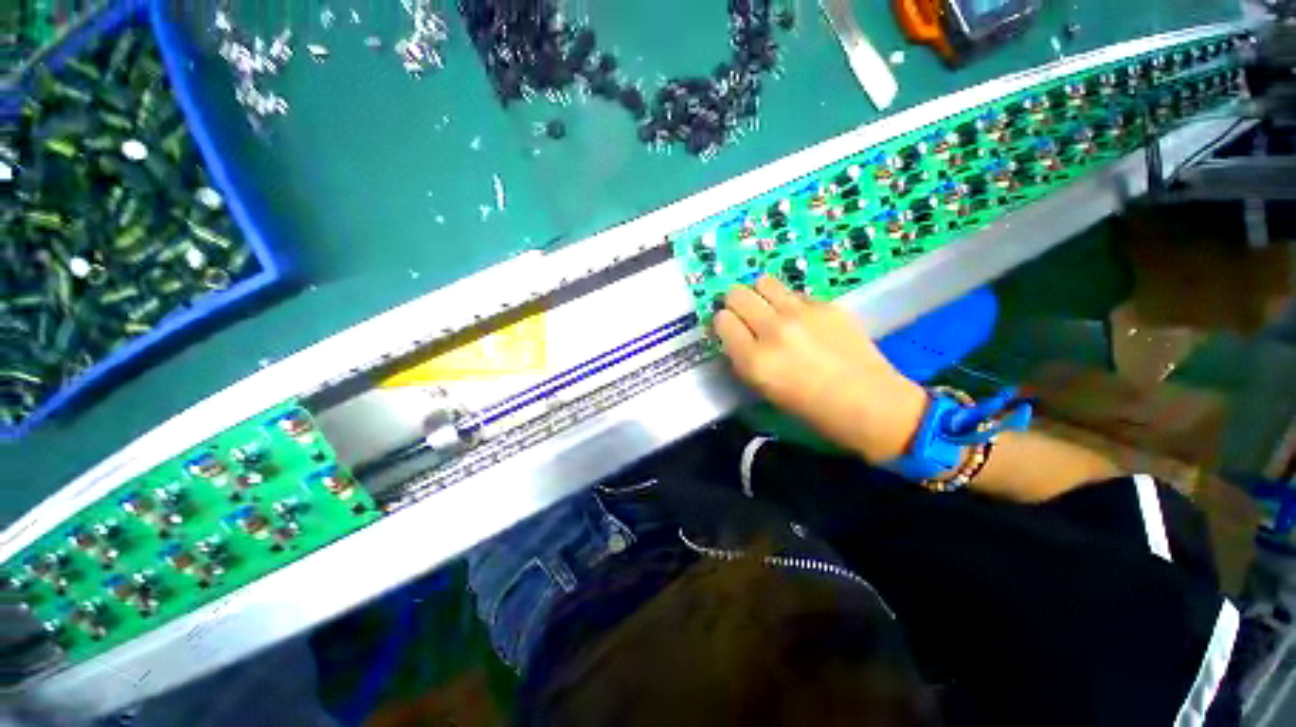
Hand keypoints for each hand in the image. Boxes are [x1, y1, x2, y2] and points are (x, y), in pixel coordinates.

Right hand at [714, 277, 927, 462]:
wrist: (869, 403)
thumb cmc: (810, 408)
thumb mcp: (763, 389)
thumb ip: (743, 358)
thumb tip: (735, 333)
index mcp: (754, 360)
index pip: (722, 320)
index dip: (724, 324)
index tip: (731, 331)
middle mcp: (773, 330)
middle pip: (737, 294)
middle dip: (736, 304)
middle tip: (747, 317)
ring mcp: (801, 313)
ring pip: (763, 282)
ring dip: (760, 295)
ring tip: (771, 310)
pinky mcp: (826, 304)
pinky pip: (794, 293)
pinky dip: (790, 302)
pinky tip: (803, 320)